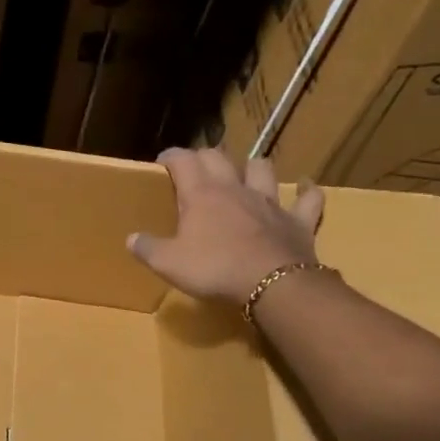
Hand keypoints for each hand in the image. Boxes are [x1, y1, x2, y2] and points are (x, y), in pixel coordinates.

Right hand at [127, 149, 324, 304]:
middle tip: (196, 168)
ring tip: (245, 173)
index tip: (162, 163)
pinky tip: (306, 187)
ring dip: (252, 167)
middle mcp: (234, 188)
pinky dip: (307, 191)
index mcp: (201, 194)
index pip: (183, 160)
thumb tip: (131, 239)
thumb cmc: (214, 269)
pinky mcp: (297, 220)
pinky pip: (308, 199)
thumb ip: (147, 248)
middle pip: (219, 157)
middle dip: (205, 157)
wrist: (272, 284)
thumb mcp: (168, 263)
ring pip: (262, 168)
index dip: (171, 156)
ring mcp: (269, 201)